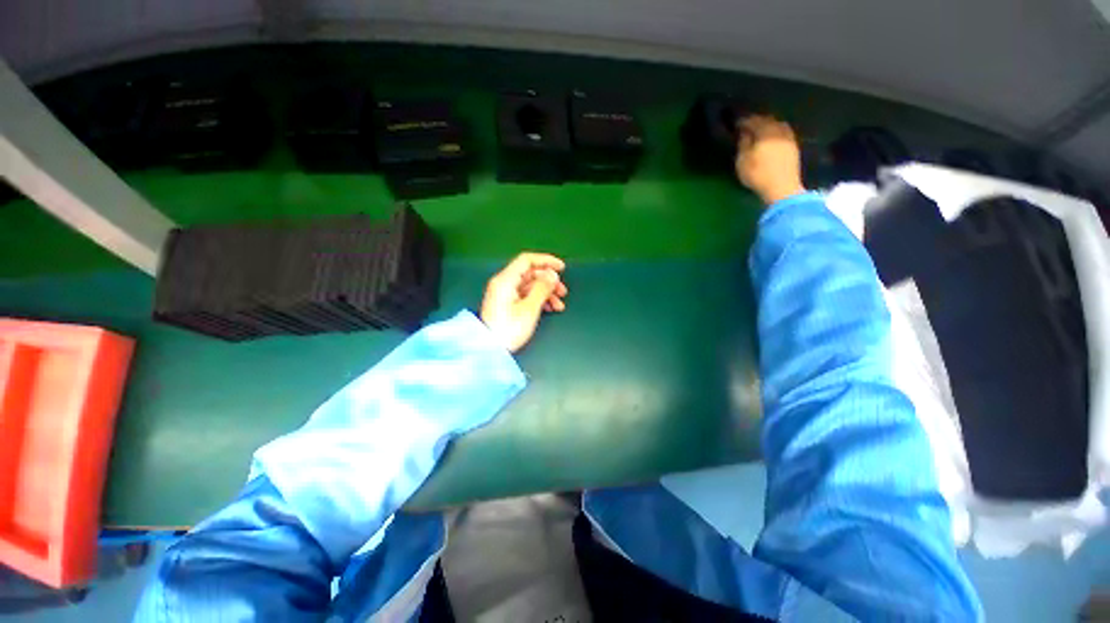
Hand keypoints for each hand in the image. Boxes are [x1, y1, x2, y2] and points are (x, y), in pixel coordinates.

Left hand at [480, 253, 567, 352]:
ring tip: (559, 305)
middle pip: (530, 274)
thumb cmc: (509, 328)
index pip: (527, 260)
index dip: (546, 261)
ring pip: (530, 286)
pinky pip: (526, 295)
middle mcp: (504, 283)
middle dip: (549, 281)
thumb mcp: (529, 308)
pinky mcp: (507, 304)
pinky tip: (550, 309)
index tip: (562, 268)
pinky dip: (539, 299)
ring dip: (546, 292)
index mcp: (506, 280)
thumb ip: (542, 288)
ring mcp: (505, 294)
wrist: (489, 350)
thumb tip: (552, 274)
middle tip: (563, 292)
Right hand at [735, 115, 805, 205]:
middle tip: (748, 125)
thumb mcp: (742, 161)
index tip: (736, 123)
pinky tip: (772, 137)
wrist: (782, 187)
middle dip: (757, 121)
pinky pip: (784, 132)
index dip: (744, 121)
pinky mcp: (793, 146)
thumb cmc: (758, 174)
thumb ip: (743, 144)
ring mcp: (788, 137)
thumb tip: (744, 133)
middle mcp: (778, 130)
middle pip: (767, 120)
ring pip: (777, 124)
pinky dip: (776, 132)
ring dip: (768, 125)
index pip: (753, 121)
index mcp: (765, 132)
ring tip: (760, 131)